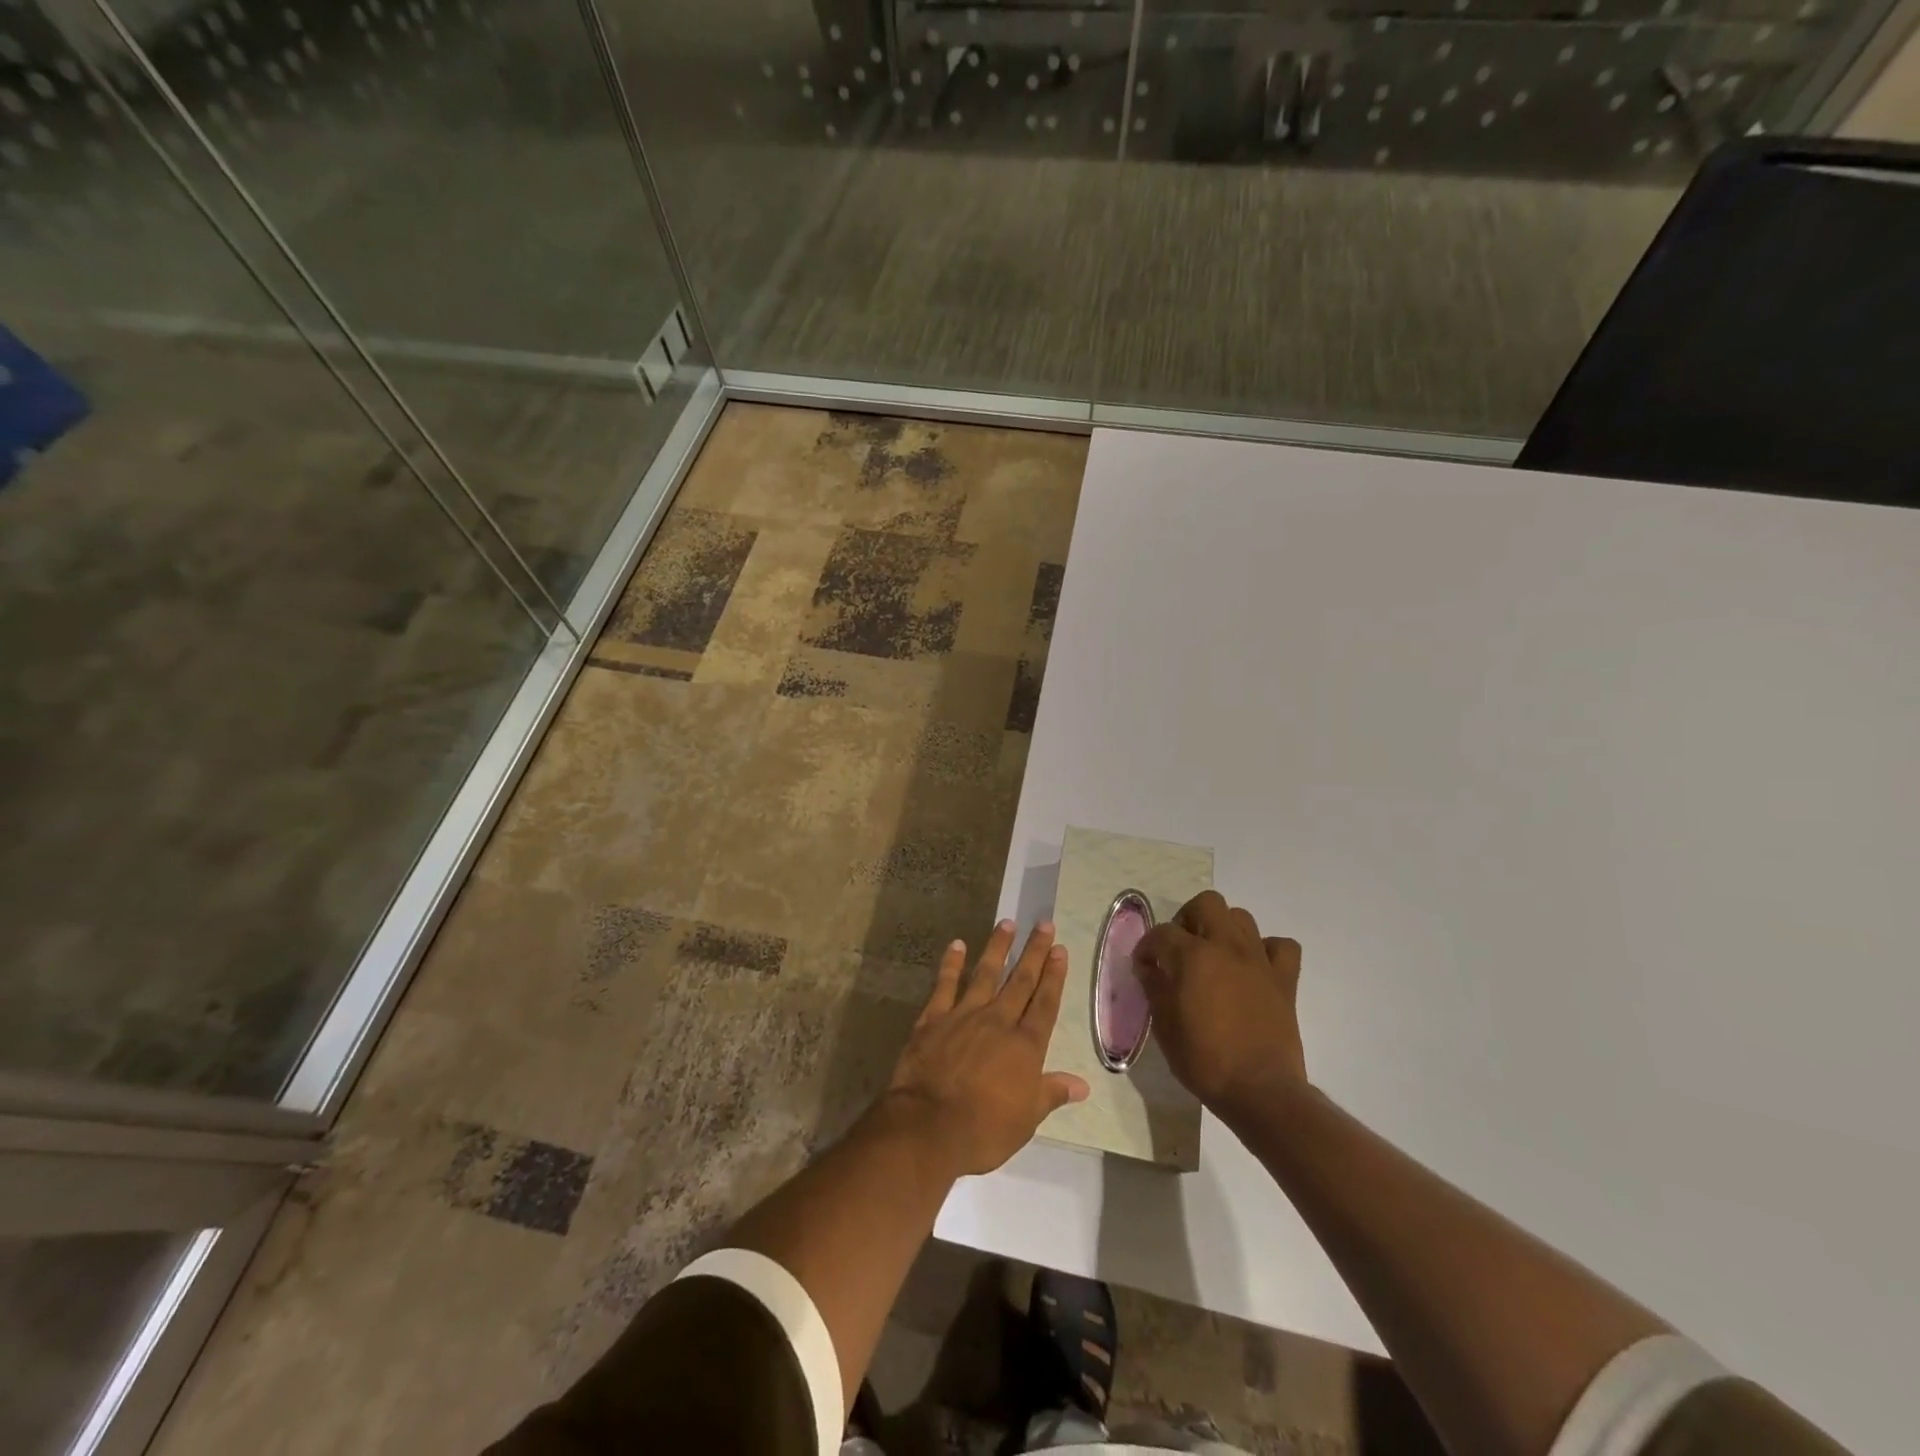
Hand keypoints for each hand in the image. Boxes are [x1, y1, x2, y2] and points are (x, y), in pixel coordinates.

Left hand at [883, 920, 1090, 1176]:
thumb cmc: (984, 1129)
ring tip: (1006, 923)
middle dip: (1034, 952)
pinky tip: (956, 945)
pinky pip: (945, 984)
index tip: (1060, 950)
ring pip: (985, 973)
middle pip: (1021, 981)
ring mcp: (964, 1015)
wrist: (928, 1126)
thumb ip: (1051, 1093)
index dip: (1054, 976)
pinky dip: (951, 964)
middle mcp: (998, 1021)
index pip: (1045, 1003)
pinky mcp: (934, 1018)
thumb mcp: (1026, 1119)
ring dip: (997, 947)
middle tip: (1044, 924)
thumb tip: (1082, 1084)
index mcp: (1025, 1046)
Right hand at [1134, 890, 1306, 1121]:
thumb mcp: (1164, 1026)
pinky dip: (1267, 950)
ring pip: (1241, 917)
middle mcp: (1226, 946)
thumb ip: (1154, 987)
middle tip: (1180, 948)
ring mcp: (1259, 960)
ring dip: (1223, 929)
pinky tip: (1254, 968)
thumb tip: (1149, 967)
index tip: (1144, 967)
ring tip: (1214, 955)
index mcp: (1192, 956)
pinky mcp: (1285, 979)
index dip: (1147, 947)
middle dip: (1187, 920)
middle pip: (1206, 904)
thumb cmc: (1204, 1060)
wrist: (1260, 1091)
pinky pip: (1281, 946)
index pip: (1161, 933)